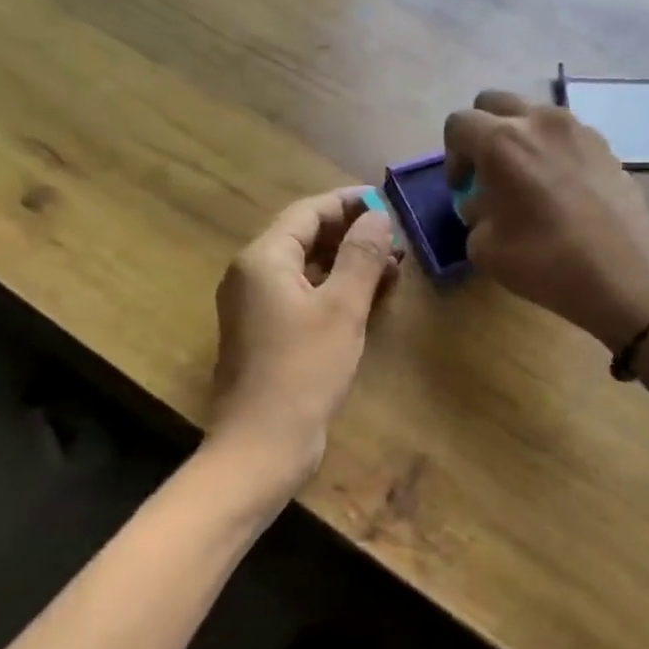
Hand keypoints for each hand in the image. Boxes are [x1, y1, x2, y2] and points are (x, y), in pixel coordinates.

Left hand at [208, 187, 401, 485]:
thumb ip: (361, 256)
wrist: (262, 445)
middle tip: (396, 242)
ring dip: (347, 264)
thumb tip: (378, 215)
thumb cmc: (303, 370)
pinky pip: (302, 297)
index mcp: (263, 259)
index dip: (349, 203)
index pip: (308, 212)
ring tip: (393, 269)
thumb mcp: (341, 308)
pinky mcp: (265, 334)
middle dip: (352, 236)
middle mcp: (252, 275)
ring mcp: (255, 307)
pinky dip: (334, 291)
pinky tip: (368, 299)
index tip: (388, 204)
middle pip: (305, 237)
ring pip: (306, 269)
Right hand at [445, 91, 648, 348]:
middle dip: (482, 132)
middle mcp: (538, 121)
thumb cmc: (545, 261)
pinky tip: (559, 188)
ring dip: (518, 137)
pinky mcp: (605, 144)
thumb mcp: (484, 248)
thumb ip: (474, 214)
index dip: (452, 156)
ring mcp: (577, 128)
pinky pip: (564, 133)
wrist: (626, 275)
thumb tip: (483, 203)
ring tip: (526, 178)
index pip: (459, 124)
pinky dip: (551, 148)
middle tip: (486, 172)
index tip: (462, 187)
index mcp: (501, 141)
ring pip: (533, 114)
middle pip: (494, 103)